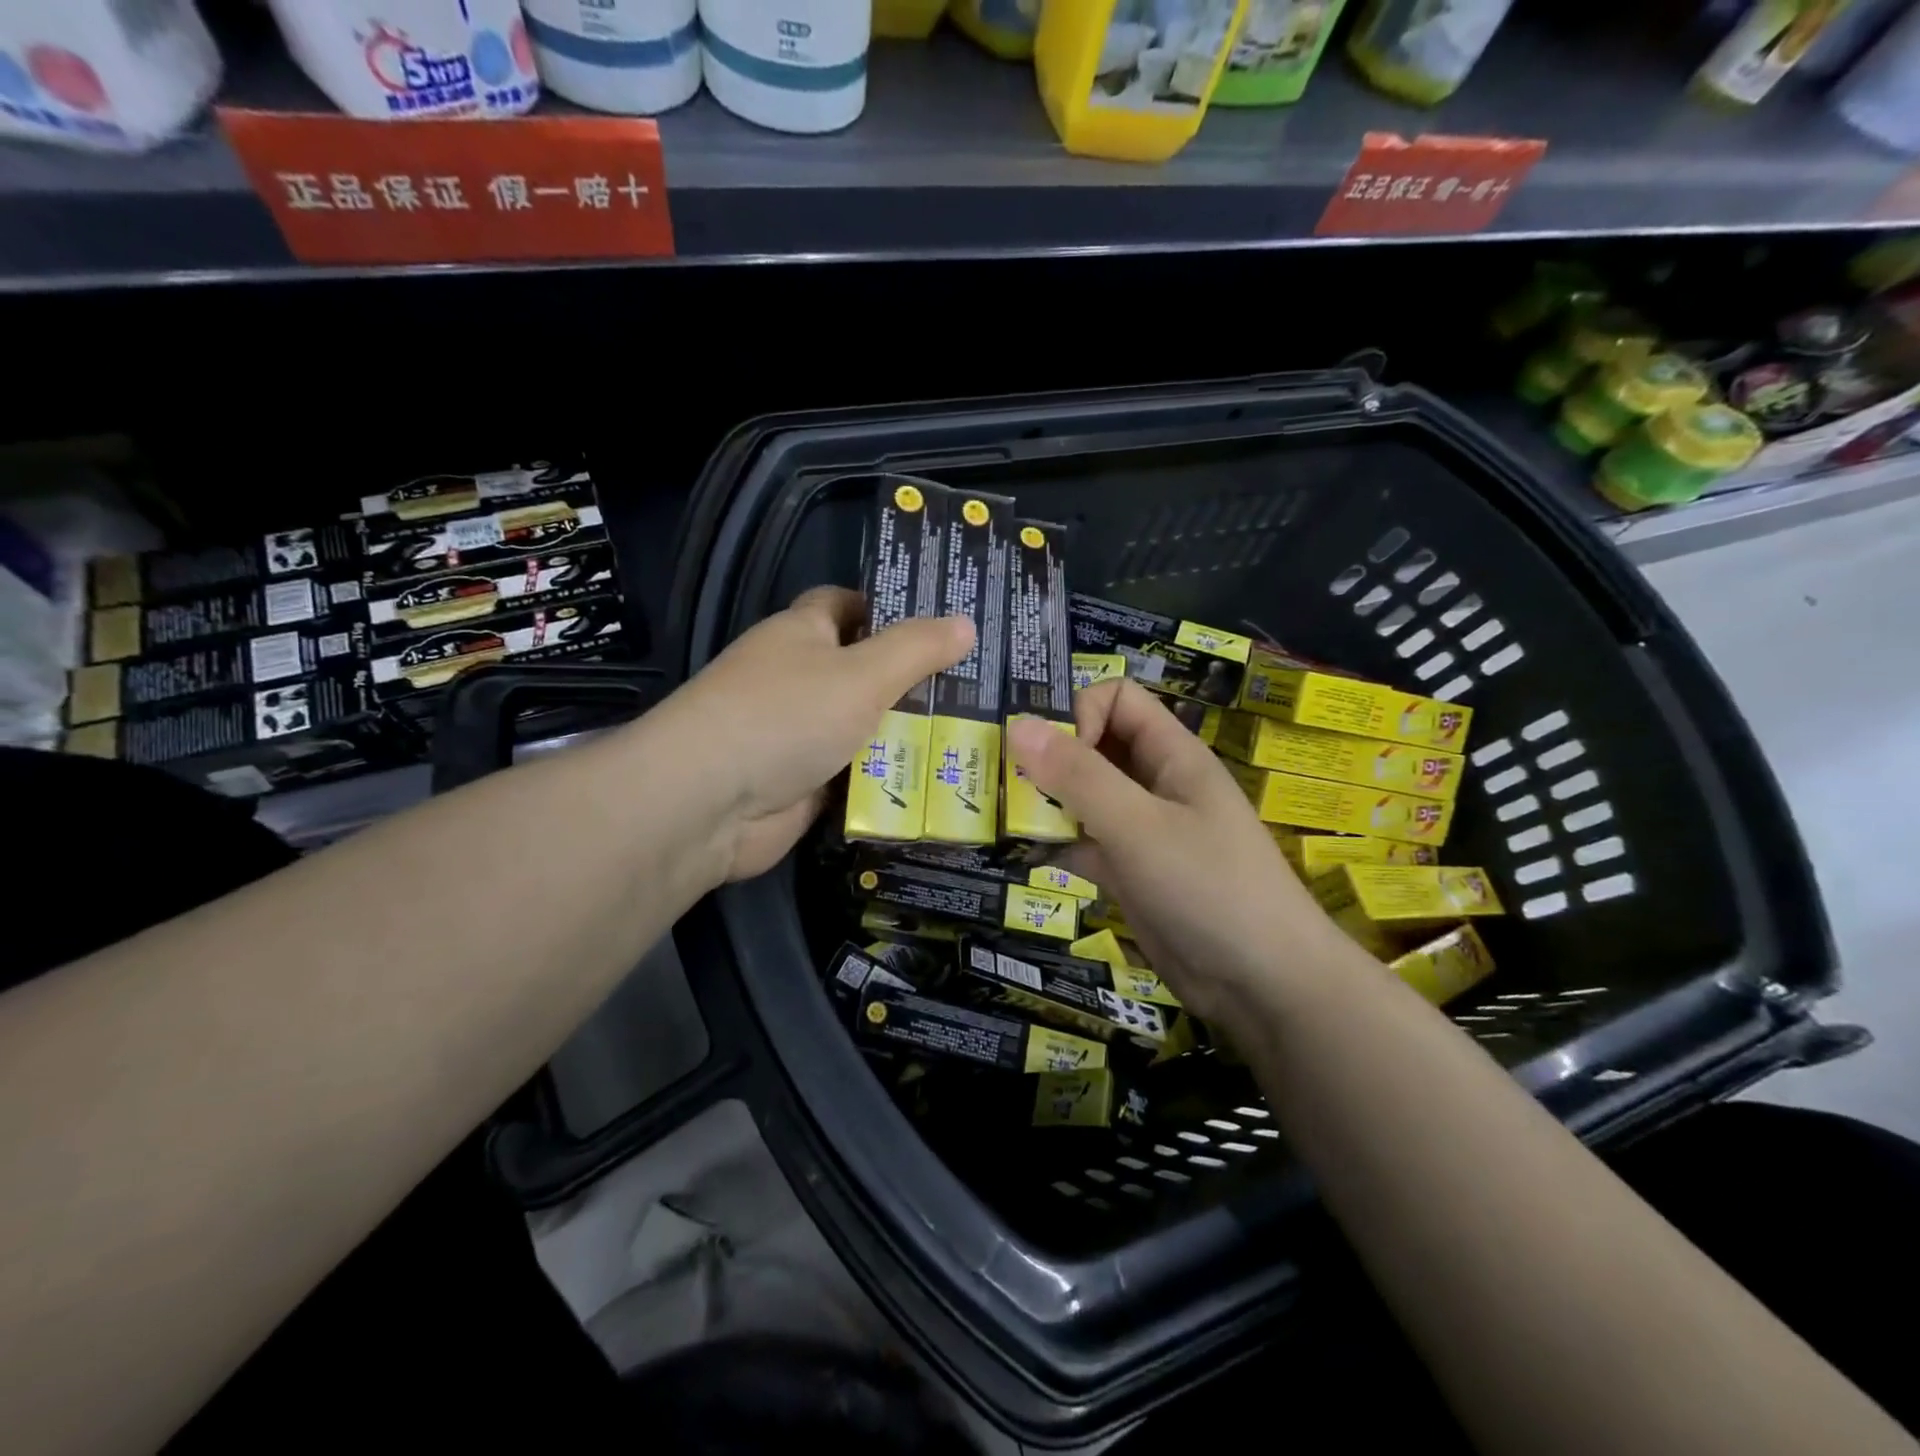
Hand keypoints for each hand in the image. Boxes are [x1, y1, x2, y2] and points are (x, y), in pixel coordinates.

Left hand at [662, 586, 972, 883]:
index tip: (943, 622)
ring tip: (976, 735)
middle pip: (865, 670)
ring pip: (865, 726)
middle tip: (981, 686)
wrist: (709, 804)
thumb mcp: (862, 674)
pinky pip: (857, 774)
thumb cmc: (786, 716)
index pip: (846, 604)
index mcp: (801, 634)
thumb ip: (916, 649)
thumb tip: (966, 623)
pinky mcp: (805, 784)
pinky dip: (888, 778)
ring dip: (908, 735)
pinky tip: (940, 781)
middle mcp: (799, 679)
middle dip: (915, 679)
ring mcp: (800, 734)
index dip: (890, 607)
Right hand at [1006, 680, 1358, 1021]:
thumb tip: (1018, 724)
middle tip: (1000, 782)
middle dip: (1048, 758)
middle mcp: (1155, 784)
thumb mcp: (1138, 825)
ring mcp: (1142, 830)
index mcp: (1170, 755)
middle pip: (1094, 746)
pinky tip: (1025, 856)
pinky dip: (1056, 844)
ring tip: (1000, 817)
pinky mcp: (1130, 872)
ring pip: (1083, 797)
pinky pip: (1084, 842)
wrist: (1263, 985)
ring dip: (1044, 802)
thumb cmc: (1208, 887)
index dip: (1079, 715)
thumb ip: (1078, 776)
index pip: (1117, 699)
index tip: (1053, 758)